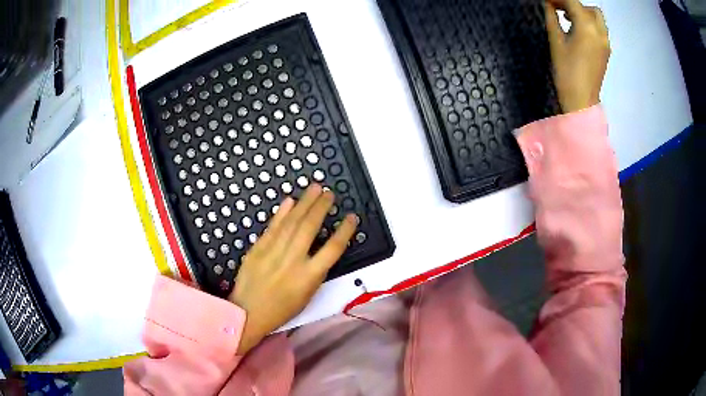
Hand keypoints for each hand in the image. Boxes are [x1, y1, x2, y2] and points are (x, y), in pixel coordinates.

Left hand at [229, 184, 357, 354]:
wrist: (248, 312)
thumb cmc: (281, 309)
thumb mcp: (307, 295)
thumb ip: (316, 270)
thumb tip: (320, 247)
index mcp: (309, 277)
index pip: (333, 249)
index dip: (345, 231)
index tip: (351, 217)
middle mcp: (293, 261)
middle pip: (310, 228)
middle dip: (321, 207)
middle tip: (329, 193)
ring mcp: (273, 252)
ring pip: (291, 222)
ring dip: (304, 203)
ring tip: (314, 188)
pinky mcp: (258, 248)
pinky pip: (272, 227)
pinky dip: (282, 212)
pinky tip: (290, 201)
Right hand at [545, 0, 610, 112]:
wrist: (581, 101)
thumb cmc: (566, 71)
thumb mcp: (556, 41)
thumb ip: (552, 17)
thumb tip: (548, 4)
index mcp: (587, 27)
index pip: (572, 1)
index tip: (547, 0)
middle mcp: (600, 32)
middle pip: (588, 8)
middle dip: (573, 5)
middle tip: (558, 9)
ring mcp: (605, 42)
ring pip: (597, 18)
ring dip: (583, 14)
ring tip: (569, 19)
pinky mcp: (606, 51)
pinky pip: (600, 30)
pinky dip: (589, 24)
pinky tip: (578, 31)